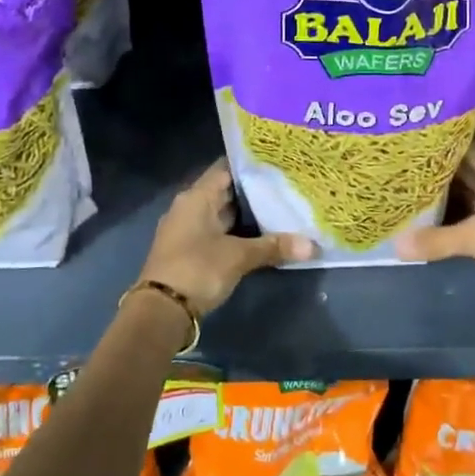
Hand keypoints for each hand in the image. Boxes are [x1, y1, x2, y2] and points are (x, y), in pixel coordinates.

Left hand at [136, 161, 313, 316]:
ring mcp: (187, 230)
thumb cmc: (197, 269)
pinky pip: (218, 233)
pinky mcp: (189, 251)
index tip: (278, 164)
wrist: (161, 311)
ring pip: (222, 214)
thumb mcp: (238, 257)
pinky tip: (261, 237)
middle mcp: (189, 207)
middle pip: (225, 192)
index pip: (226, 169)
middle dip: (254, 192)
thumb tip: (313, 246)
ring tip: (280, 210)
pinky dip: (237, 233)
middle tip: (287, 188)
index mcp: (196, 197)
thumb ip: (273, 247)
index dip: (251, 166)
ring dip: (247, 216)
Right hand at [395, 146, 474, 313]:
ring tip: (403, 191)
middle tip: (399, 166)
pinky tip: (422, 224)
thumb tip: (396, 245)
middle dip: (434, 171)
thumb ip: (436, 239)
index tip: (413, 138)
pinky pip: (465, 223)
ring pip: (463, 199)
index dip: (442, 142)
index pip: (467, 148)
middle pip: (462, 174)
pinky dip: (447, 222)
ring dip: (439, 198)